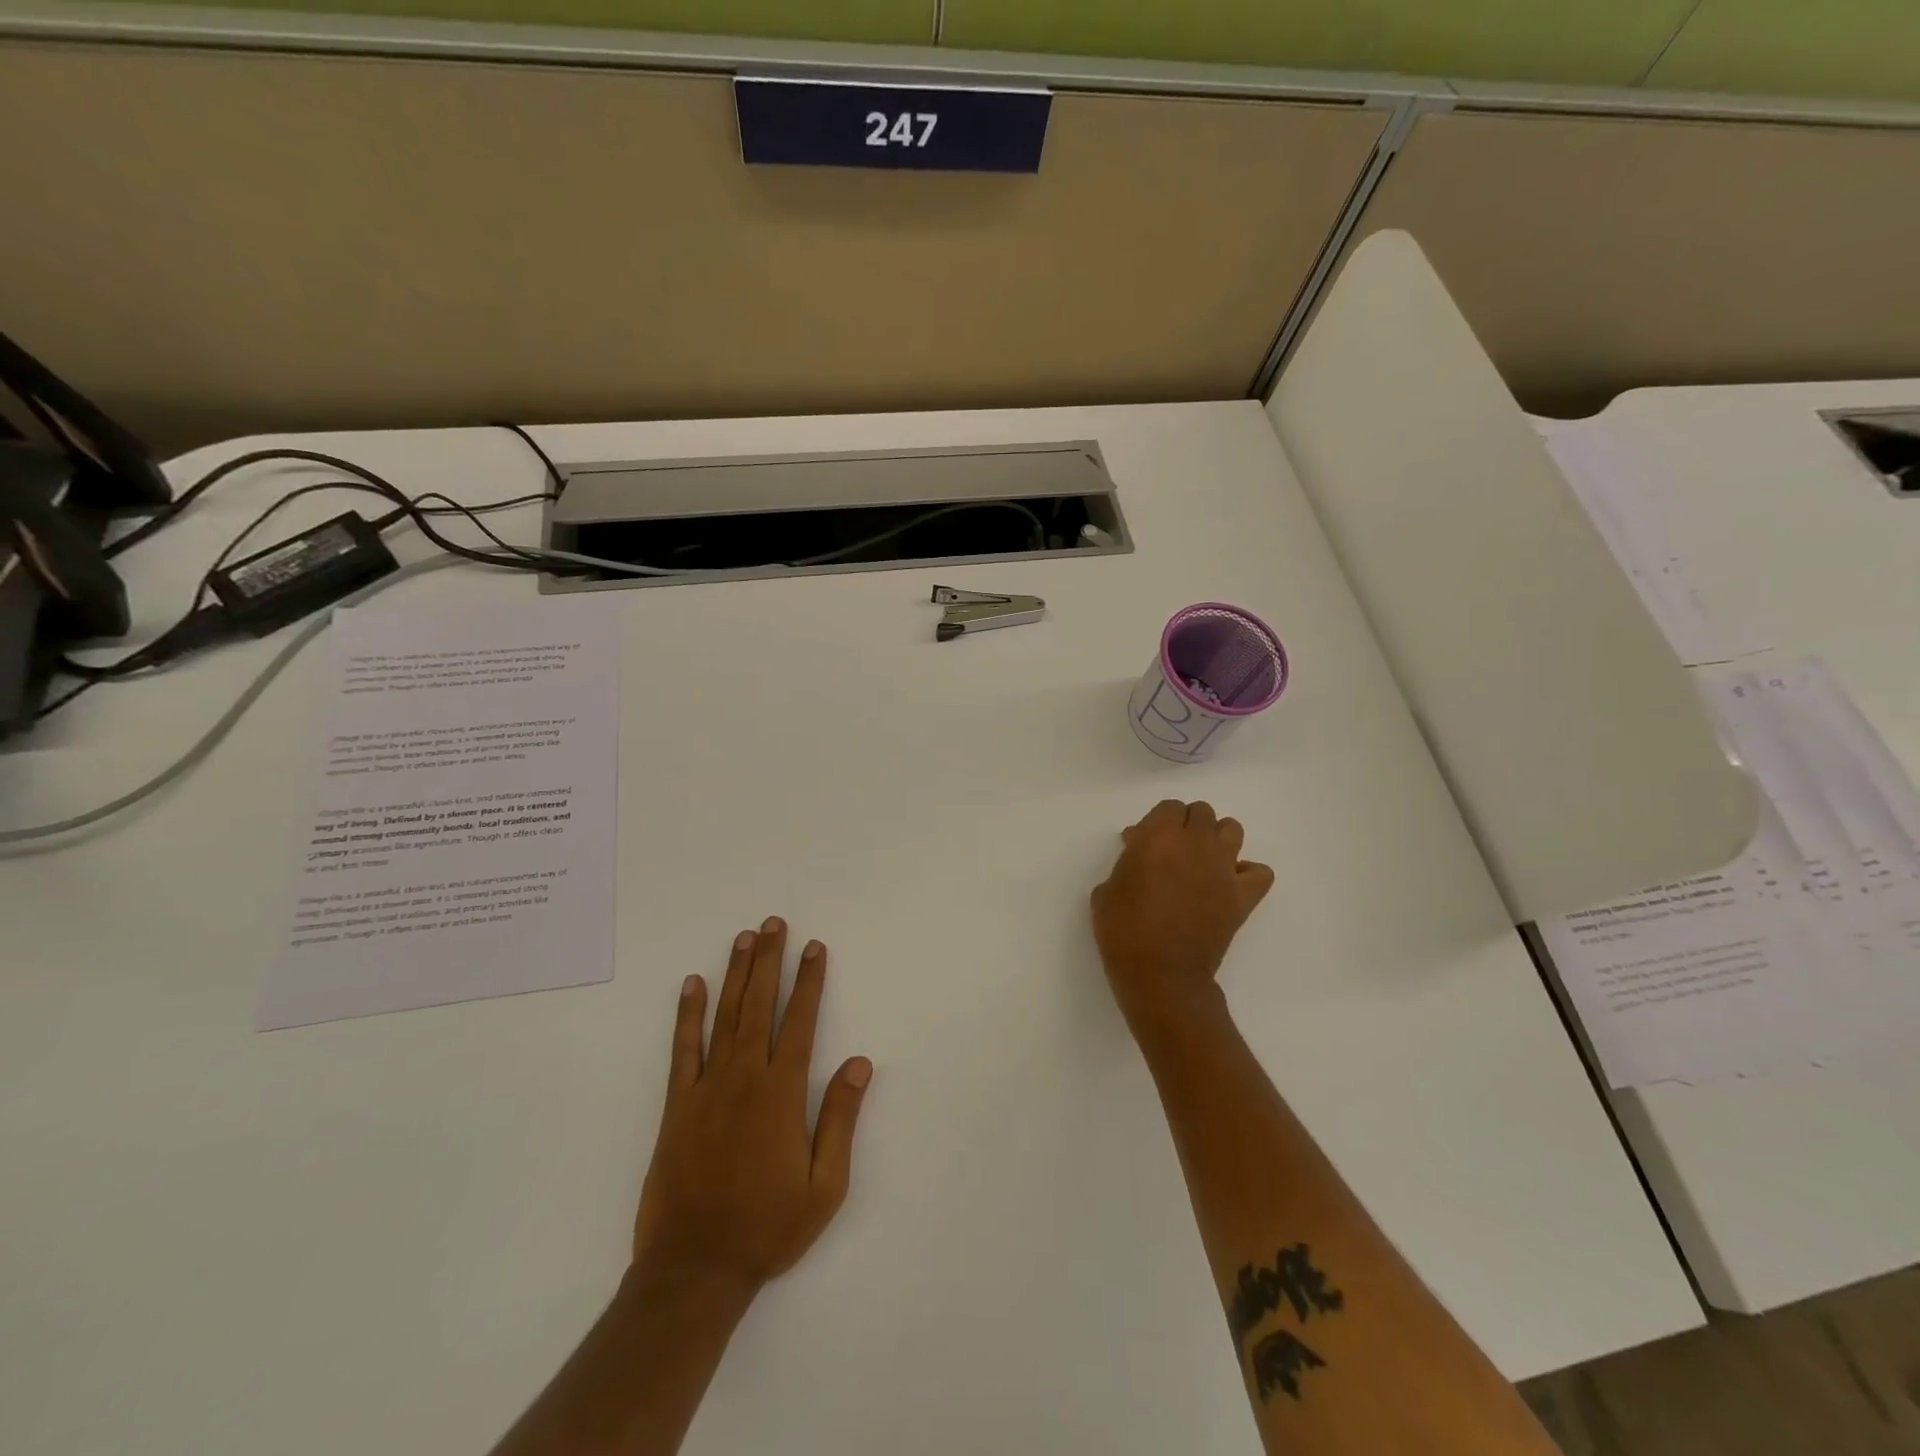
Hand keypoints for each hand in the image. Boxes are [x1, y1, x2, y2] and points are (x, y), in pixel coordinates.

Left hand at [633, 918, 872, 1298]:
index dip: (809, 981)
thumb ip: (841, 1119)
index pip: (801, 1021)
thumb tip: (859, 1062)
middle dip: (770, 961)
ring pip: (725, 1016)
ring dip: (736, 974)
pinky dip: (687, 1014)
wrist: (694, 1270)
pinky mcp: (677, 1105)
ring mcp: (707, 1088)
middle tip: (774, 924)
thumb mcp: (825, 1186)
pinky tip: (692, 984)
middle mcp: (745, 1078)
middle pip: (760, 1005)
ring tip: (744, 938)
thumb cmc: (768, 1228)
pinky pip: (683, 1049)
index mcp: (782, 1093)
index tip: (814, 947)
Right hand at [1090, 800, 1274, 1033]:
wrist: (1160, 975)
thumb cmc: (1124, 931)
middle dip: (1186, 825)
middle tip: (1172, 850)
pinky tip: (1230, 884)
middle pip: (1202, 812)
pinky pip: (1260, 872)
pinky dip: (1247, 873)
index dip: (1157, 821)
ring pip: (1232, 829)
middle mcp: (1195, 844)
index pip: (1169, 807)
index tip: (1144, 842)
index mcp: (1158, 837)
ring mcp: (1224, 869)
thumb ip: (1126, 862)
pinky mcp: (1242, 896)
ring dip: (1217, 839)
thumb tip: (1140, 851)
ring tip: (1202, 860)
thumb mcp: (1107, 890)